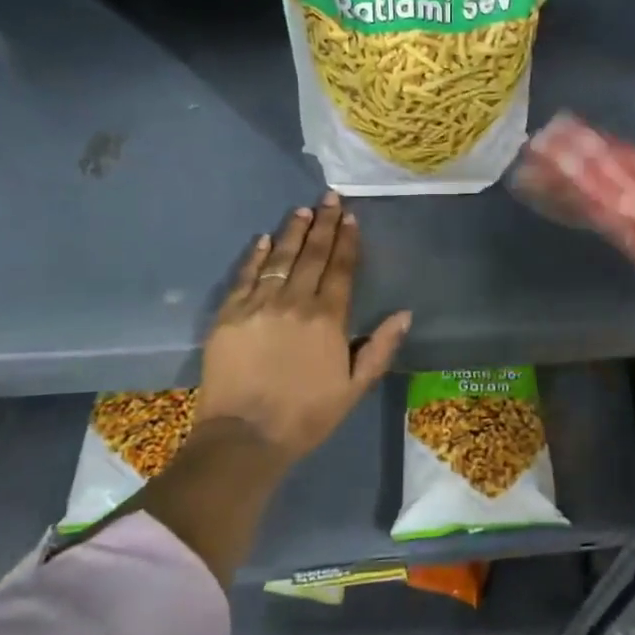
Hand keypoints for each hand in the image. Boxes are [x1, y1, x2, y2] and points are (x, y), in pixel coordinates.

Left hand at [196, 192, 411, 466]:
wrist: (246, 436)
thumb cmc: (307, 415)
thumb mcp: (355, 388)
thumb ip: (380, 348)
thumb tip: (404, 314)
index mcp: (328, 319)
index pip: (341, 270)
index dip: (347, 241)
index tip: (350, 217)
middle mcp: (295, 303)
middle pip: (312, 256)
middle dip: (323, 225)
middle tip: (329, 198)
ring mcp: (259, 306)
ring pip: (280, 259)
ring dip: (292, 232)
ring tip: (302, 210)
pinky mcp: (229, 315)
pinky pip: (245, 277)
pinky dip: (255, 256)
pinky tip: (263, 239)